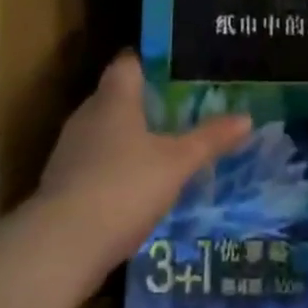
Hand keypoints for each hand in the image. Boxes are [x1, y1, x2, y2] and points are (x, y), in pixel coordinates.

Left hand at [35, 52, 251, 276]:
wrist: (61, 247)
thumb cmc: (124, 186)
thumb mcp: (177, 163)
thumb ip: (210, 139)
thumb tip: (247, 117)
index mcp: (114, 98)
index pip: (128, 62)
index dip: (150, 61)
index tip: (177, 67)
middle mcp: (87, 115)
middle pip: (116, 96)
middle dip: (145, 101)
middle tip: (180, 108)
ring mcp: (70, 150)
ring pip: (104, 131)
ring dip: (128, 137)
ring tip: (163, 147)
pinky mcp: (61, 184)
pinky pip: (94, 162)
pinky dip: (114, 167)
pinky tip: (136, 186)